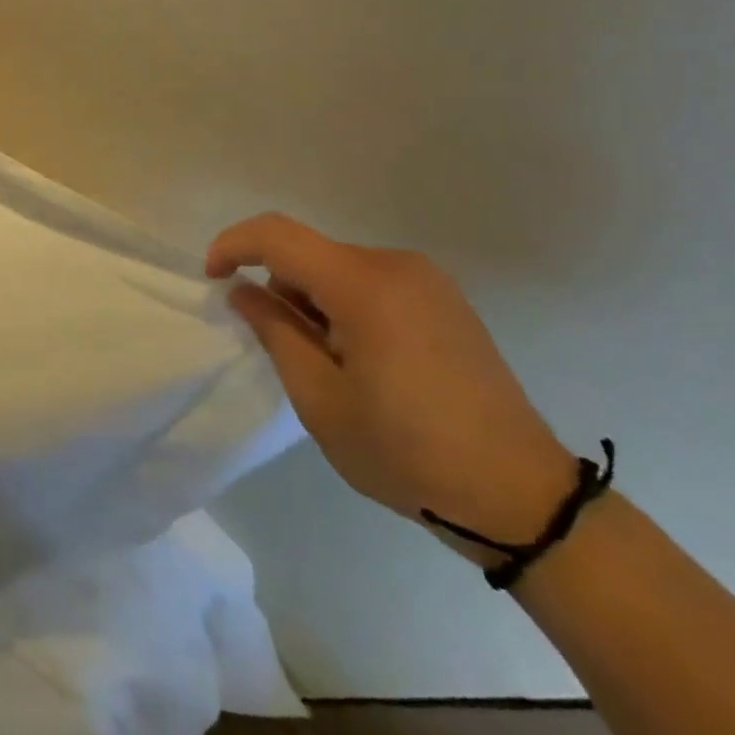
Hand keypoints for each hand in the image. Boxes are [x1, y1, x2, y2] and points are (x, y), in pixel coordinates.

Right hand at [208, 213, 575, 558]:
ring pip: (339, 269)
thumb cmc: (407, 453)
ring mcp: (428, 280)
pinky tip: (364, 361)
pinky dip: (347, 306)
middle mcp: (396, 264)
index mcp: (363, 284)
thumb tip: (244, 290)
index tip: (212, 279)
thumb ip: (275, 332)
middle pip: (310, 254)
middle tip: (283, 351)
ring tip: (331, 366)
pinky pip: (373, 283)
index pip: (278, 235)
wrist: (522, 499)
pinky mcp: (446, 300)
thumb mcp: (320, 400)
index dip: (234, 246)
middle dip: (280, 289)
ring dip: (314, 301)